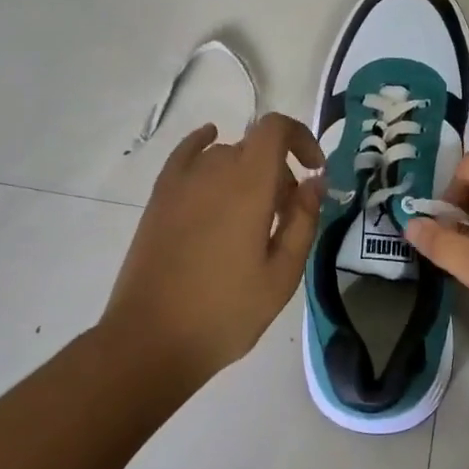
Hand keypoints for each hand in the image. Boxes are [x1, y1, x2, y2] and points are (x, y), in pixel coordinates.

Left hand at [101, 114, 325, 383]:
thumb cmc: (226, 311)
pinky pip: (185, 154)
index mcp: (249, 186)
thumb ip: (303, 221)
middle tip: (287, 217)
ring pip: (224, 156)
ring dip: (248, 172)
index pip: (275, 129)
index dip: (301, 137)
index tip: (315, 169)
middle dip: (280, 171)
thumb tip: (315, 181)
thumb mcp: (281, 275)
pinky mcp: (159, 198)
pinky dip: (202, 144)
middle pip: (254, 148)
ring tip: (252, 216)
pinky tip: (210, 143)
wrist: (152, 338)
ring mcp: (181, 183)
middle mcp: (214, 171)